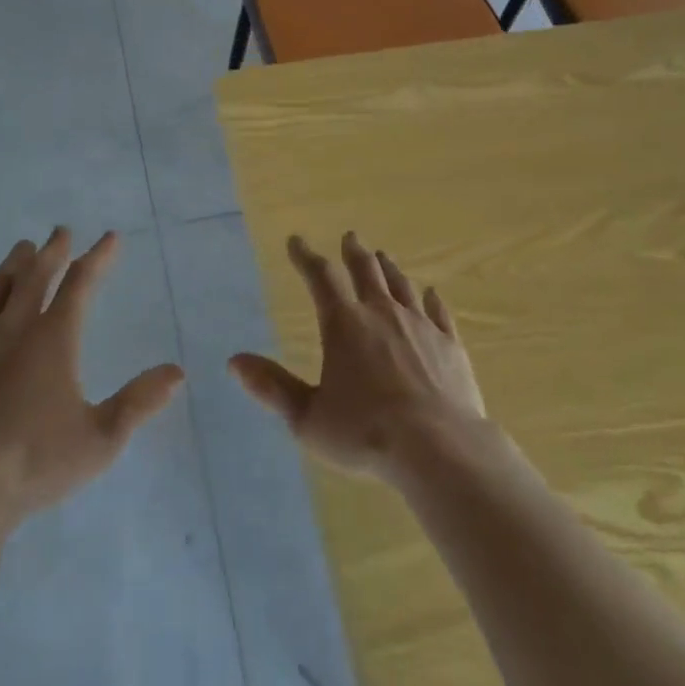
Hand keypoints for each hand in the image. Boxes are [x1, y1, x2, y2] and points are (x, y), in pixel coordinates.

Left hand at [0, 228, 185, 526]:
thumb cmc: (35, 462)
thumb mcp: (100, 439)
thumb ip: (139, 402)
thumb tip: (177, 372)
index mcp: (54, 337)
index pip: (81, 284)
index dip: (98, 258)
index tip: (110, 238)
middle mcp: (15, 326)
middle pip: (36, 275)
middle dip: (52, 250)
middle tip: (61, 231)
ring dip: (13, 264)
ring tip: (22, 248)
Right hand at [231, 232, 486, 482]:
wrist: (439, 449)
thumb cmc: (366, 434)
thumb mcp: (308, 418)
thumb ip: (273, 387)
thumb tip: (235, 361)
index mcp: (344, 324)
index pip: (321, 277)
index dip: (306, 257)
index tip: (296, 241)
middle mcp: (381, 313)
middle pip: (366, 270)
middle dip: (354, 252)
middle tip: (350, 236)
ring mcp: (419, 325)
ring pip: (401, 285)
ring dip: (389, 268)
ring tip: (383, 256)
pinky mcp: (450, 344)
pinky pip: (439, 312)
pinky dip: (432, 300)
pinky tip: (431, 293)